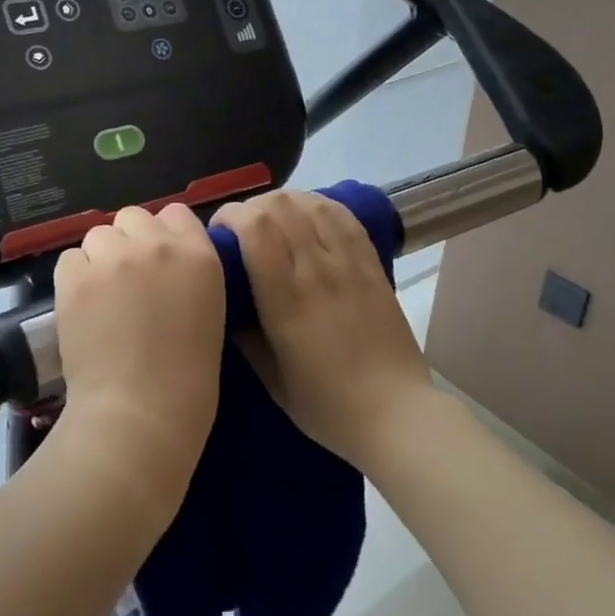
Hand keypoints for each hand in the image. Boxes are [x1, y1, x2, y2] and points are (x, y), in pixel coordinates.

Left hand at [51, 203, 225, 508]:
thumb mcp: (208, 312)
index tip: (160, 261)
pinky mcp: (74, 278)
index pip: (176, 213)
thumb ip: (189, 274)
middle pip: (133, 217)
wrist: (140, 413)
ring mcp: (112, 258)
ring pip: (98, 235)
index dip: (164, 235)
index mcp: (198, 255)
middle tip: (128, 280)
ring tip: (102, 296)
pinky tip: (83, 306)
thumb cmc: (187, 379)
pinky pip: (70, 258)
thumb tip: (164, 265)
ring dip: (100, 257)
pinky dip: (75, 276)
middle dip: (130, 242)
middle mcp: (155, 245)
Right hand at [212, 190, 432, 468]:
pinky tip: (308, 213)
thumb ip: (245, 338)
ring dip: (284, 202)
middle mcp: (317, 271)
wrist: (396, 413)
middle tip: (241, 227)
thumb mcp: (272, 381)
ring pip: (311, 205)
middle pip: (280, 206)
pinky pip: (344, 216)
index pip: (255, 229)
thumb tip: (226, 304)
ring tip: (273, 218)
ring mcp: (348, 264)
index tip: (218, 230)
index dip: (231, 215)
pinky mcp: (372, 264)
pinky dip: (319, 204)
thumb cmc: (328, 406)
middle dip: (252, 206)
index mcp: (286, 300)